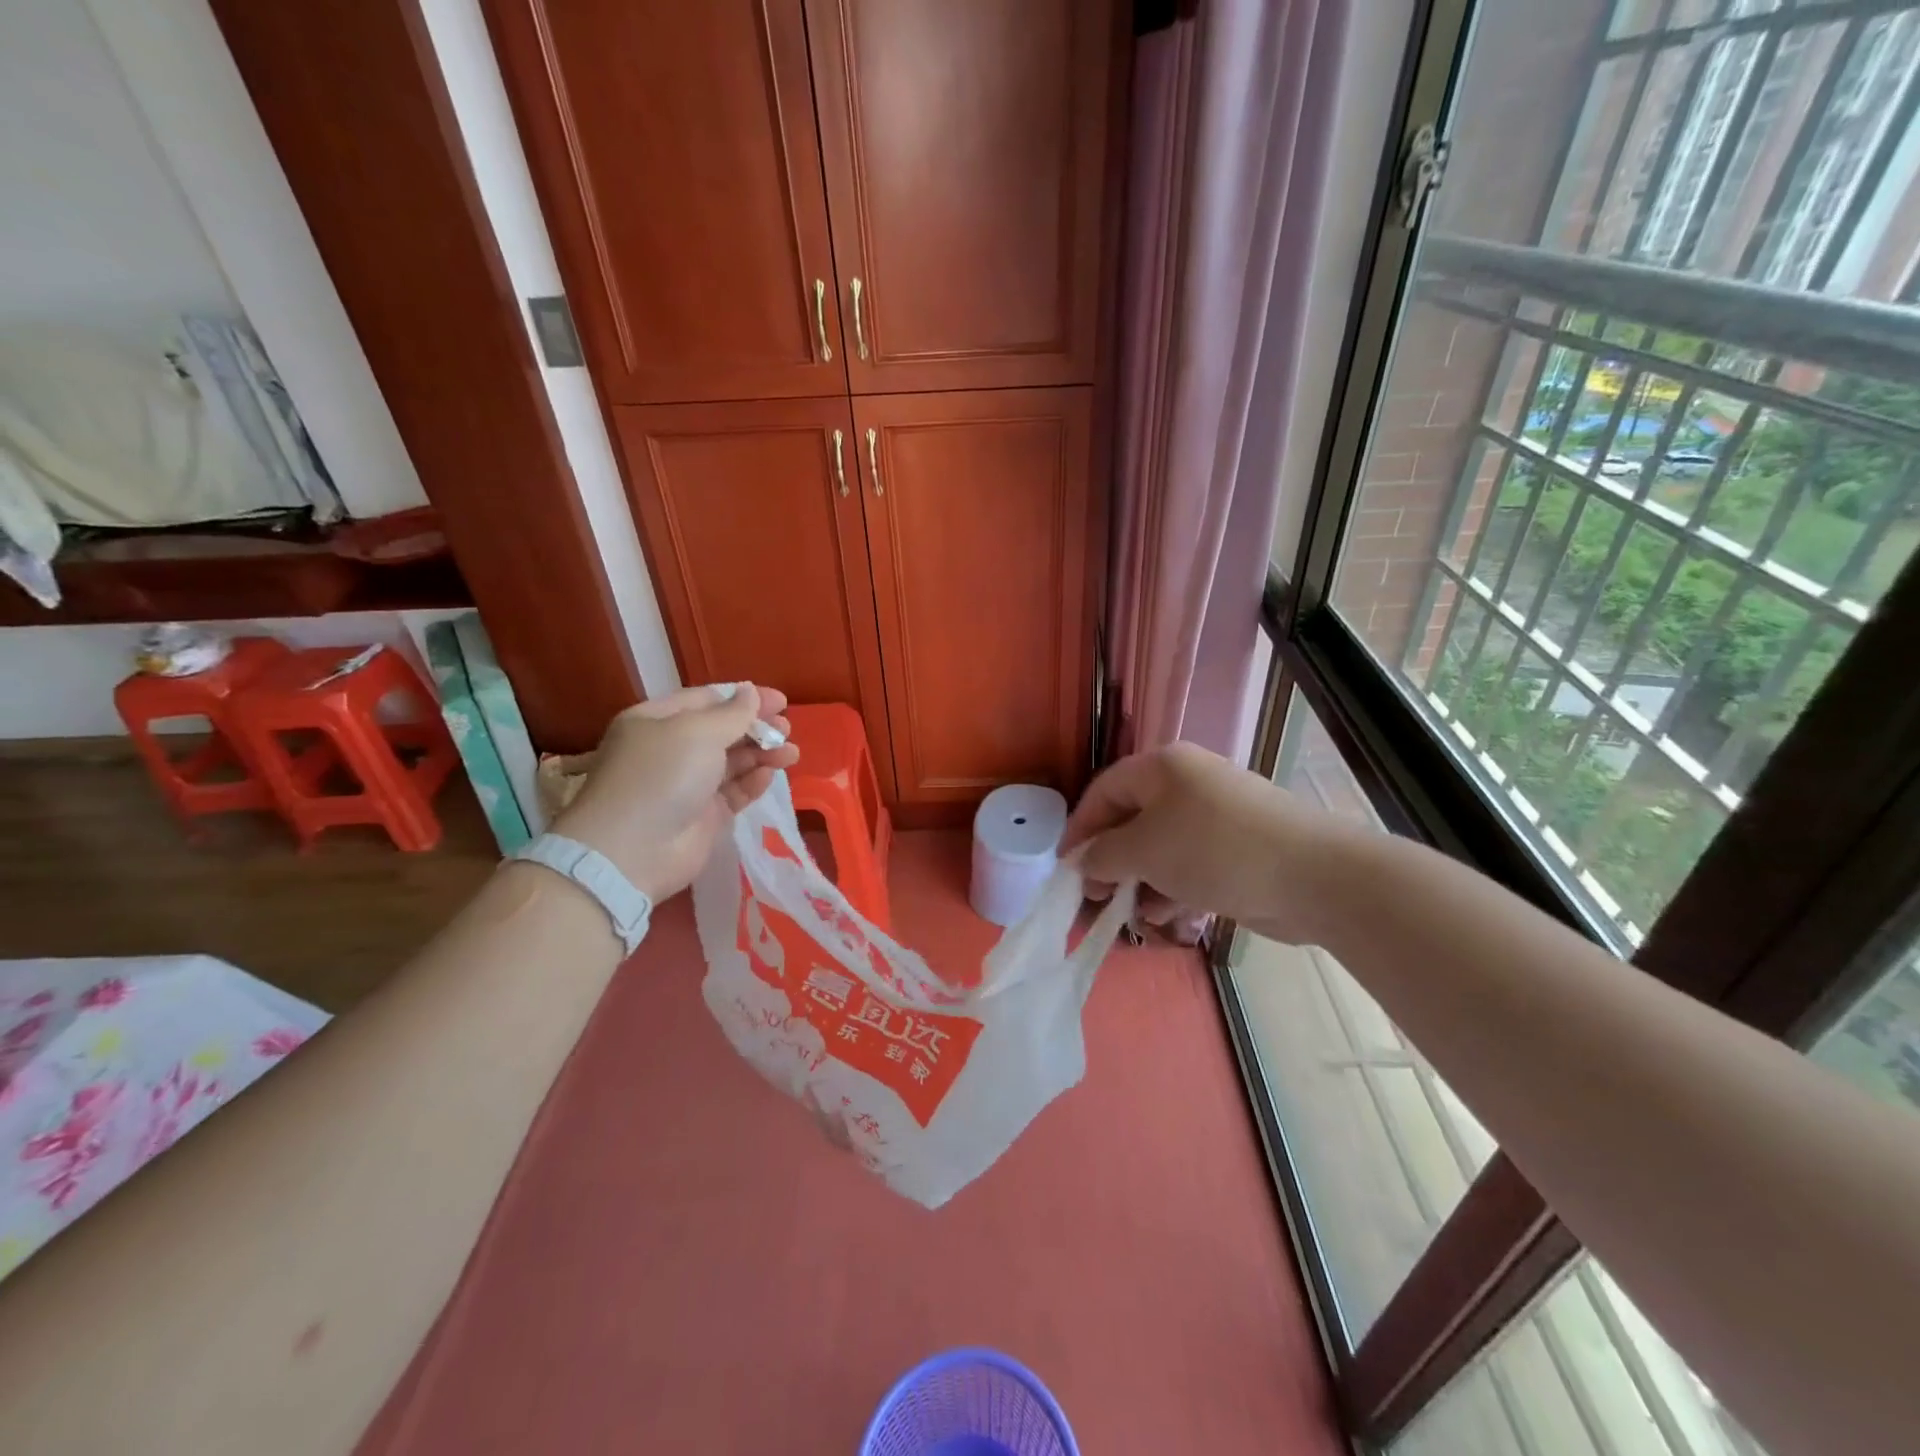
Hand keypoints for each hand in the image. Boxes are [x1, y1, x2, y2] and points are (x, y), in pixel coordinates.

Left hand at [551, 683, 799, 903]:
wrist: (634, 851)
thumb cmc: (661, 776)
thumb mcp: (697, 732)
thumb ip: (732, 713)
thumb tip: (750, 692)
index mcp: (657, 721)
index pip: (706, 700)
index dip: (744, 697)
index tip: (780, 700)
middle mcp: (671, 750)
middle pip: (722, 731)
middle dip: (756, 727)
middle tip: (786, 728)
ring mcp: (688, 785)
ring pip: (733, 762)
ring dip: (762, 754)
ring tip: (791, 753)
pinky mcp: (704, 816)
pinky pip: (734, 792)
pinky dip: (753, 782)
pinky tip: (770, 775)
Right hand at [1059, 742, 1356, 943]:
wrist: (1312, 876)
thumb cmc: (1214, 850)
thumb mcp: (1145, 850)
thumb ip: (1103, 855)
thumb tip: (1081, 861)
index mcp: (1162, 767)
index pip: (1103, 792)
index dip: (1079, 829)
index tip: (1064, 869)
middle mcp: (1187, 785)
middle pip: (1131, 821)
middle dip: (1110, 862)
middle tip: (1095, 898)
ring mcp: (1215, 817)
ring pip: (1161, 848)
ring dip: (1141, 883)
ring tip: (1133, 915)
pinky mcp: (1237, 850)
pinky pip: (1190, 866)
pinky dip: (1173, 890)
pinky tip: (1167, 918)